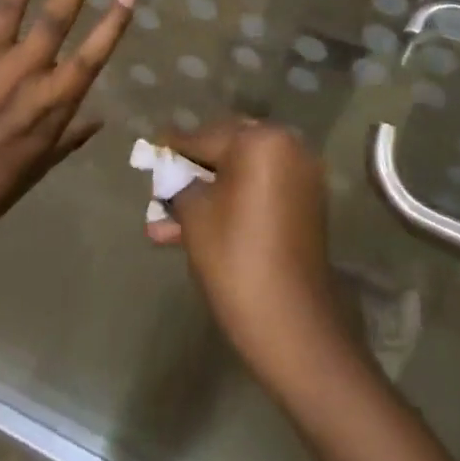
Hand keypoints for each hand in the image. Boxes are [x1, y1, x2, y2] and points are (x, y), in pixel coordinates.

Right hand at [147, 119, 350, 384]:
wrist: (292, 323)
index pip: (206, 136)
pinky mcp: (306, 201)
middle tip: (163, 184)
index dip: (175, 148)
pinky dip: (236, 200)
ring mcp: (301, 173)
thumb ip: (180, 184)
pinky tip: (202, 223)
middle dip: (194, 169)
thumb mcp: (195, 217)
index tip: (153, 148)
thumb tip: (171, 172)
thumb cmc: (236, 260)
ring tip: (169, 221)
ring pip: (243, 173)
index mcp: (261, 140)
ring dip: (210, 191)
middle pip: (228, 148)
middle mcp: (287, 145)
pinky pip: (262, 189)